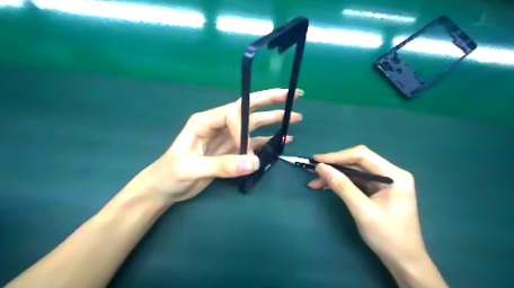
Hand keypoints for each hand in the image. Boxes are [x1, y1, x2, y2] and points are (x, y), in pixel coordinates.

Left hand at [123, 89, 302, 203]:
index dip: (244, 127)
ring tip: (294, 117)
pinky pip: (253, 143)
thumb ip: (221, 165)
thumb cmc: (169, 174)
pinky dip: (268, 141)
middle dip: (270, 100)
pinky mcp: (232, 151)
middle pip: (248, 108)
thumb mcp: (190, 169)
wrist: (164, 188)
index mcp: (205, 121)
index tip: (246, 150)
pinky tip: (282, 140)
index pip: (232, 113)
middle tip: (293, 95)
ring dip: (274, 120)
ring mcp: (227, 138)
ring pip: (254, 125)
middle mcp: (219, 124)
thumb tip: (254, 163)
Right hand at [309, 146, 425, 269]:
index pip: (362, 155)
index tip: (316, 160)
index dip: (337, 156)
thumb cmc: (387, 237)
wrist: (403, 261)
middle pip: (356, 162)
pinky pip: (355, 181)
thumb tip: (320, 167)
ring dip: (334, 176)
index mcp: (394, 175)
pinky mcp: (376, 190)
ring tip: (314, 182)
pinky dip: (339, 183)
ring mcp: (383, 182)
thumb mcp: (362, 210)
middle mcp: (390, 173)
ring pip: (353, 172)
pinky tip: (324, 186)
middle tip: (311, 169)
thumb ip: (342, 186)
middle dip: (333, 166)